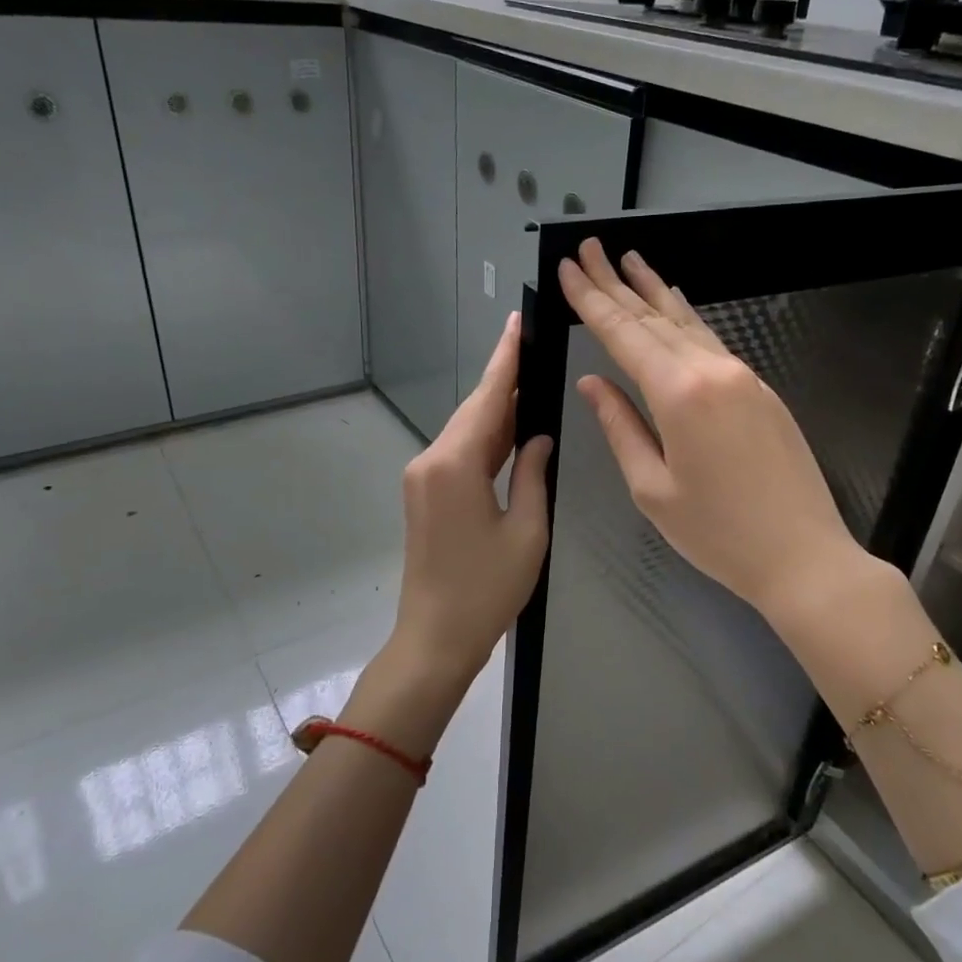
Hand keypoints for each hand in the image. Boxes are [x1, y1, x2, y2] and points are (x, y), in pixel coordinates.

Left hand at [390, 312, 553, 689]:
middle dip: (503, 379)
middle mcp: (431, 461)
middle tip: (534, 347)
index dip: (504, 359)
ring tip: (531, 382)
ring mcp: (422, 477)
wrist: (434, 638)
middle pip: (474, 410)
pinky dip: (485, 438)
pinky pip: (459, 453)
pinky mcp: (424, 494)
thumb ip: (533, 474)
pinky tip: (511, 430)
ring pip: (466, 431)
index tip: (516, 322)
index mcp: (455, 464)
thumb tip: (538, 437)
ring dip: (496, 410)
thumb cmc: (486, 590)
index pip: (487, 399)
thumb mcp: (527, 531)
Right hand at [559, 239, 863, 623]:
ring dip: (654, 291)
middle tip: (590, 248)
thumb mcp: (653, 488)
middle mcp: (712, 371)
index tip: (569, 267)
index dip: (592, 299)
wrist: (804, 556)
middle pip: (654, 317)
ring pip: (688, 323)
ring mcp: (743, 377)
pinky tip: (675, 308)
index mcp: (679, 394)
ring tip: (630, 261)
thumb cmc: (718, 533)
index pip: (623, 334)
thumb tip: (593, 384)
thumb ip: (621, 427)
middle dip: (617, 282)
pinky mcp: (761, 390)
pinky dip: (685, 319)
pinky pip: (712, 341)